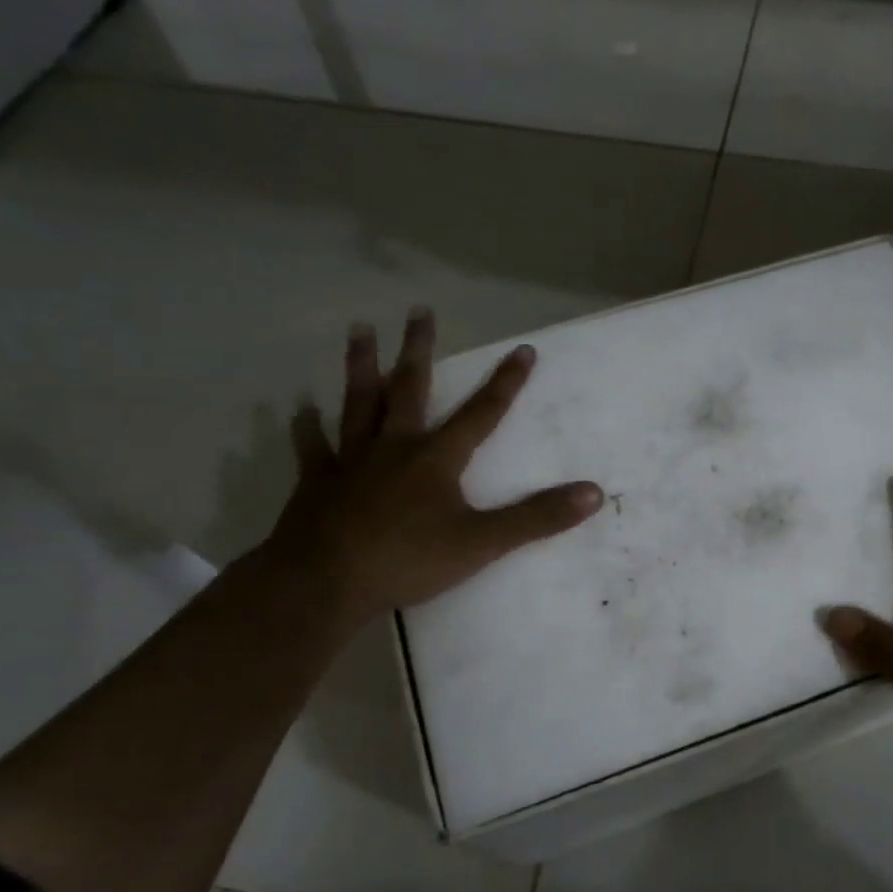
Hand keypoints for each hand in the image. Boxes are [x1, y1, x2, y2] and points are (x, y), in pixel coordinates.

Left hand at [262, 308, 602, 627]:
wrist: (325, 581)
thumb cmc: (408, 560)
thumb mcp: (483, 542)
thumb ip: (537, 518)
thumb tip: (594, 494)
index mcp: (436, 458)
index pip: (481, 413)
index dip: (505, 383)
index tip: (522, 350)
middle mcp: (394, 447)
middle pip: (409, 389)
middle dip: (418, 350)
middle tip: (418, 310)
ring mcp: (351, 461)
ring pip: (358, 403)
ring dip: (361, 366)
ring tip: (359, 330)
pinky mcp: (317, 482)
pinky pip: (312, 447)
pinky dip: (305, 427)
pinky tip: (299, 408)